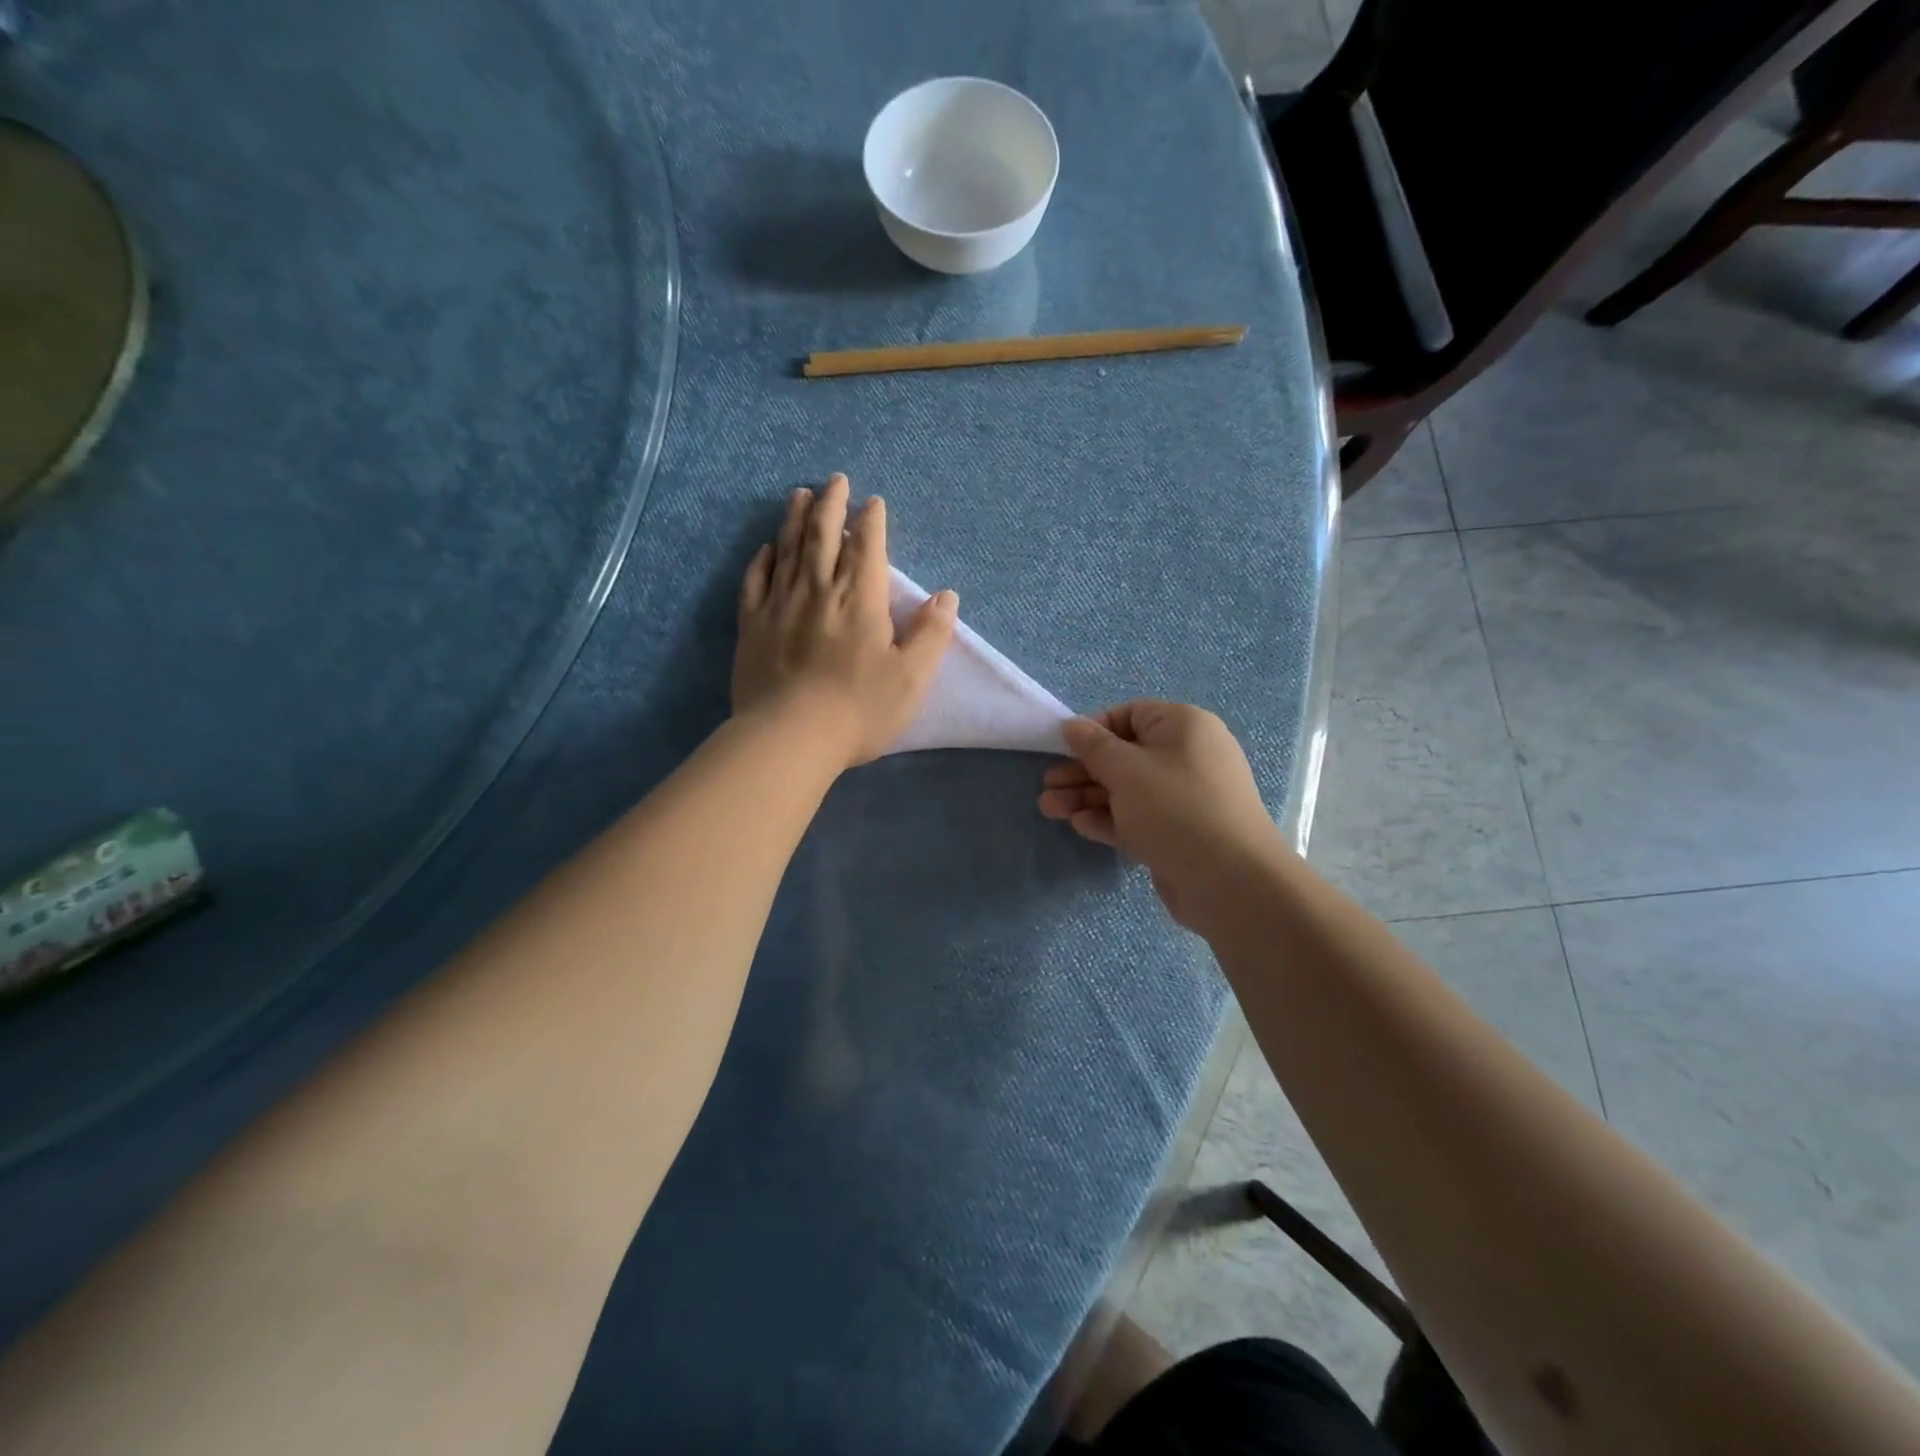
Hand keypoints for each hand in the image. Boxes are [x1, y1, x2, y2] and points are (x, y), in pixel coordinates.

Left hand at [733, 473, 957, 768]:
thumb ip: (931, 634)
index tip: (873, 502)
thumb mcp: (911, 678)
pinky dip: (763, 558)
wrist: (789, 737)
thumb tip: (946, 596)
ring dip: (795, 518)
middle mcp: (818, 589)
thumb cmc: (859, 710)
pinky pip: (756, 580)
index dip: (871, 520)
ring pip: (788, 548)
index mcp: (859, 599)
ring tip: (800, 494)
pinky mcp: (752, 624)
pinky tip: (767, 547)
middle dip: (831, 503)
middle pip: (823, 534)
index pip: (867, 546)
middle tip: (835, 481)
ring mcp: (780, 604)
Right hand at [1038, 701, 1280, 930]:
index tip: (1063, 748)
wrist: (1230, 882)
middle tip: (1047, 786)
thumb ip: (1093, 746)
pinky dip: (1110, 819)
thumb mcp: (1126, 769)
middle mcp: (1186, 757)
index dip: (1094, 729)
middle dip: (1082, 771)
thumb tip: (1072, 725)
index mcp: (1184, 727)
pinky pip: (1138, 818)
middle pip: (1124, 756)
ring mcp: (1184, 798)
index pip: (1131, 715)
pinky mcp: (1179, 833)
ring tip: (1050, 809)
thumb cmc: (1175, 808)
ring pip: (1127, 790)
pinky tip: (1080, 826)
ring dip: (1088, 797)